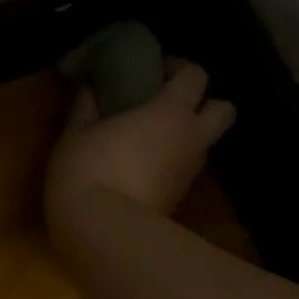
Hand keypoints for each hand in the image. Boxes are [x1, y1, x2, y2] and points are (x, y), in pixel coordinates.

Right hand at [45, 59, 236, 222]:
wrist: (103, 230)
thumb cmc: (88, 171)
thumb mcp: (75, 134)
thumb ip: (86, 106)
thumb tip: (89, 85)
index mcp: (169, 112)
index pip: (195, 75)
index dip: (179, 68)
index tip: (156, 71)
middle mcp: (191, 138)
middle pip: (224, 110)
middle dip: (206, 103)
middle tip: (171, 107)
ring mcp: (189, 172)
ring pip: (205, 144)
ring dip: (188, 137)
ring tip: (152, 141)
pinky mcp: (180, 199)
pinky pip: (185, 172)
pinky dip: (172, 166)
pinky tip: (143, 171)